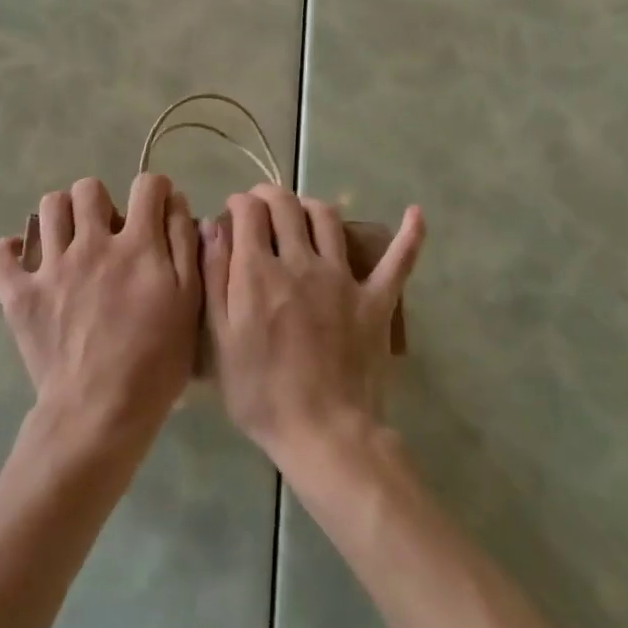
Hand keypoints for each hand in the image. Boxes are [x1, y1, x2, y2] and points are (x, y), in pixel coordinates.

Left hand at [0, 174, 200, 450]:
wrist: (100, 412)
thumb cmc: (157, 362)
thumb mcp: (190, 303)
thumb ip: (184, 247)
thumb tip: (174, 203)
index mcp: (138, 246)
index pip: (147, 186)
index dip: (155, 190)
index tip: (155, 208)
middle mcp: (92, 244)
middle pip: (89, 188)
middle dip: (102, 200)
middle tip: (107, 229)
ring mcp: (51, 267)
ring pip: (48, 207)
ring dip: (62, 216)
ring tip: (70, 241)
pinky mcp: (19, 294)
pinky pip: (0, 253)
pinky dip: (11, 251)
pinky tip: (27, 261)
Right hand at [203, 184, 423, 466]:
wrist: (323, 433)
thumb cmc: (261, 393)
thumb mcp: (220, 339)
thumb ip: (215, 278)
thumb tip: (212, 226)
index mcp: (258, 272)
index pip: (249, 212)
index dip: (239, 203)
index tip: (233, 211)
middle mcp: (301, 262)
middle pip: (286, 205)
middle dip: (269, 195)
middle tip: (261, 206)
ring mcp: (343, 278)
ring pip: (329, 218)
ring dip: (311, 205)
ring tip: (302, 213)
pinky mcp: (376, 299)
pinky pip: (399, 261)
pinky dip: (410, 235)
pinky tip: (415, 213)